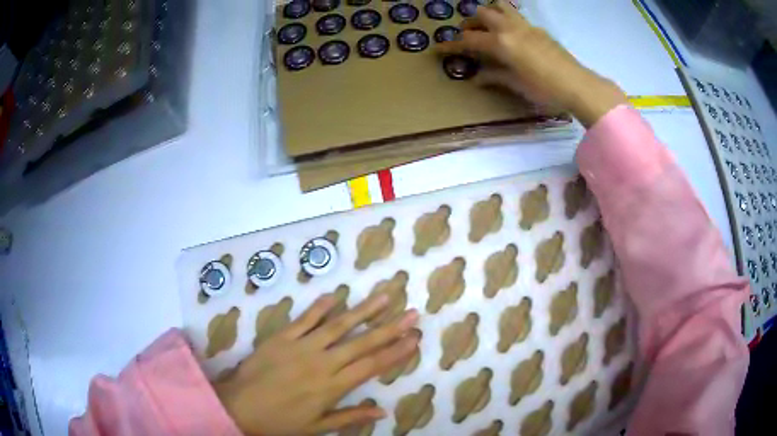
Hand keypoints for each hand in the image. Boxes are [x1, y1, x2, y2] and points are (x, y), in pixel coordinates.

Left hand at [214, 293, 419, 435]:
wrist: (239, 407)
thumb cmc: (280, 422)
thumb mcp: (317, 427)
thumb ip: (350, 417)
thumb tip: (382, 410)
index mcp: (332, 387)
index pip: (371, 366)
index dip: (396, 352)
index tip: (415, 339)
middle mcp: (322, 363)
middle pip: (362, 343)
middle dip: (390, 328)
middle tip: (412, 313)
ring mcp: (301, 347)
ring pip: (337, 325)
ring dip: (363, 310)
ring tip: (384, 296)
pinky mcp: (281, 337)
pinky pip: (304, 319)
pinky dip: (320, 306)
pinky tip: (336, 294)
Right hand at [437, 0, 627, 126]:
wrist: (578, 85)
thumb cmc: (545, 89)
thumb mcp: (516, 85)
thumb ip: (495, 77)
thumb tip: (477, 78)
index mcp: (501, 43)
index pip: (468, 40)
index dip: (450, 45)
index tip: (437, 49)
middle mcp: (510, 28)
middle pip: (481, 14)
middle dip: (470, 23)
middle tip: (469, 36)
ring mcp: (525, 26)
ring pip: (500, 6)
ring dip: (489, 13)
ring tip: (488, 27)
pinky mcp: (538, 29)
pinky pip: (516, 15)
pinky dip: (507, 19)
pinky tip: (512, 35)